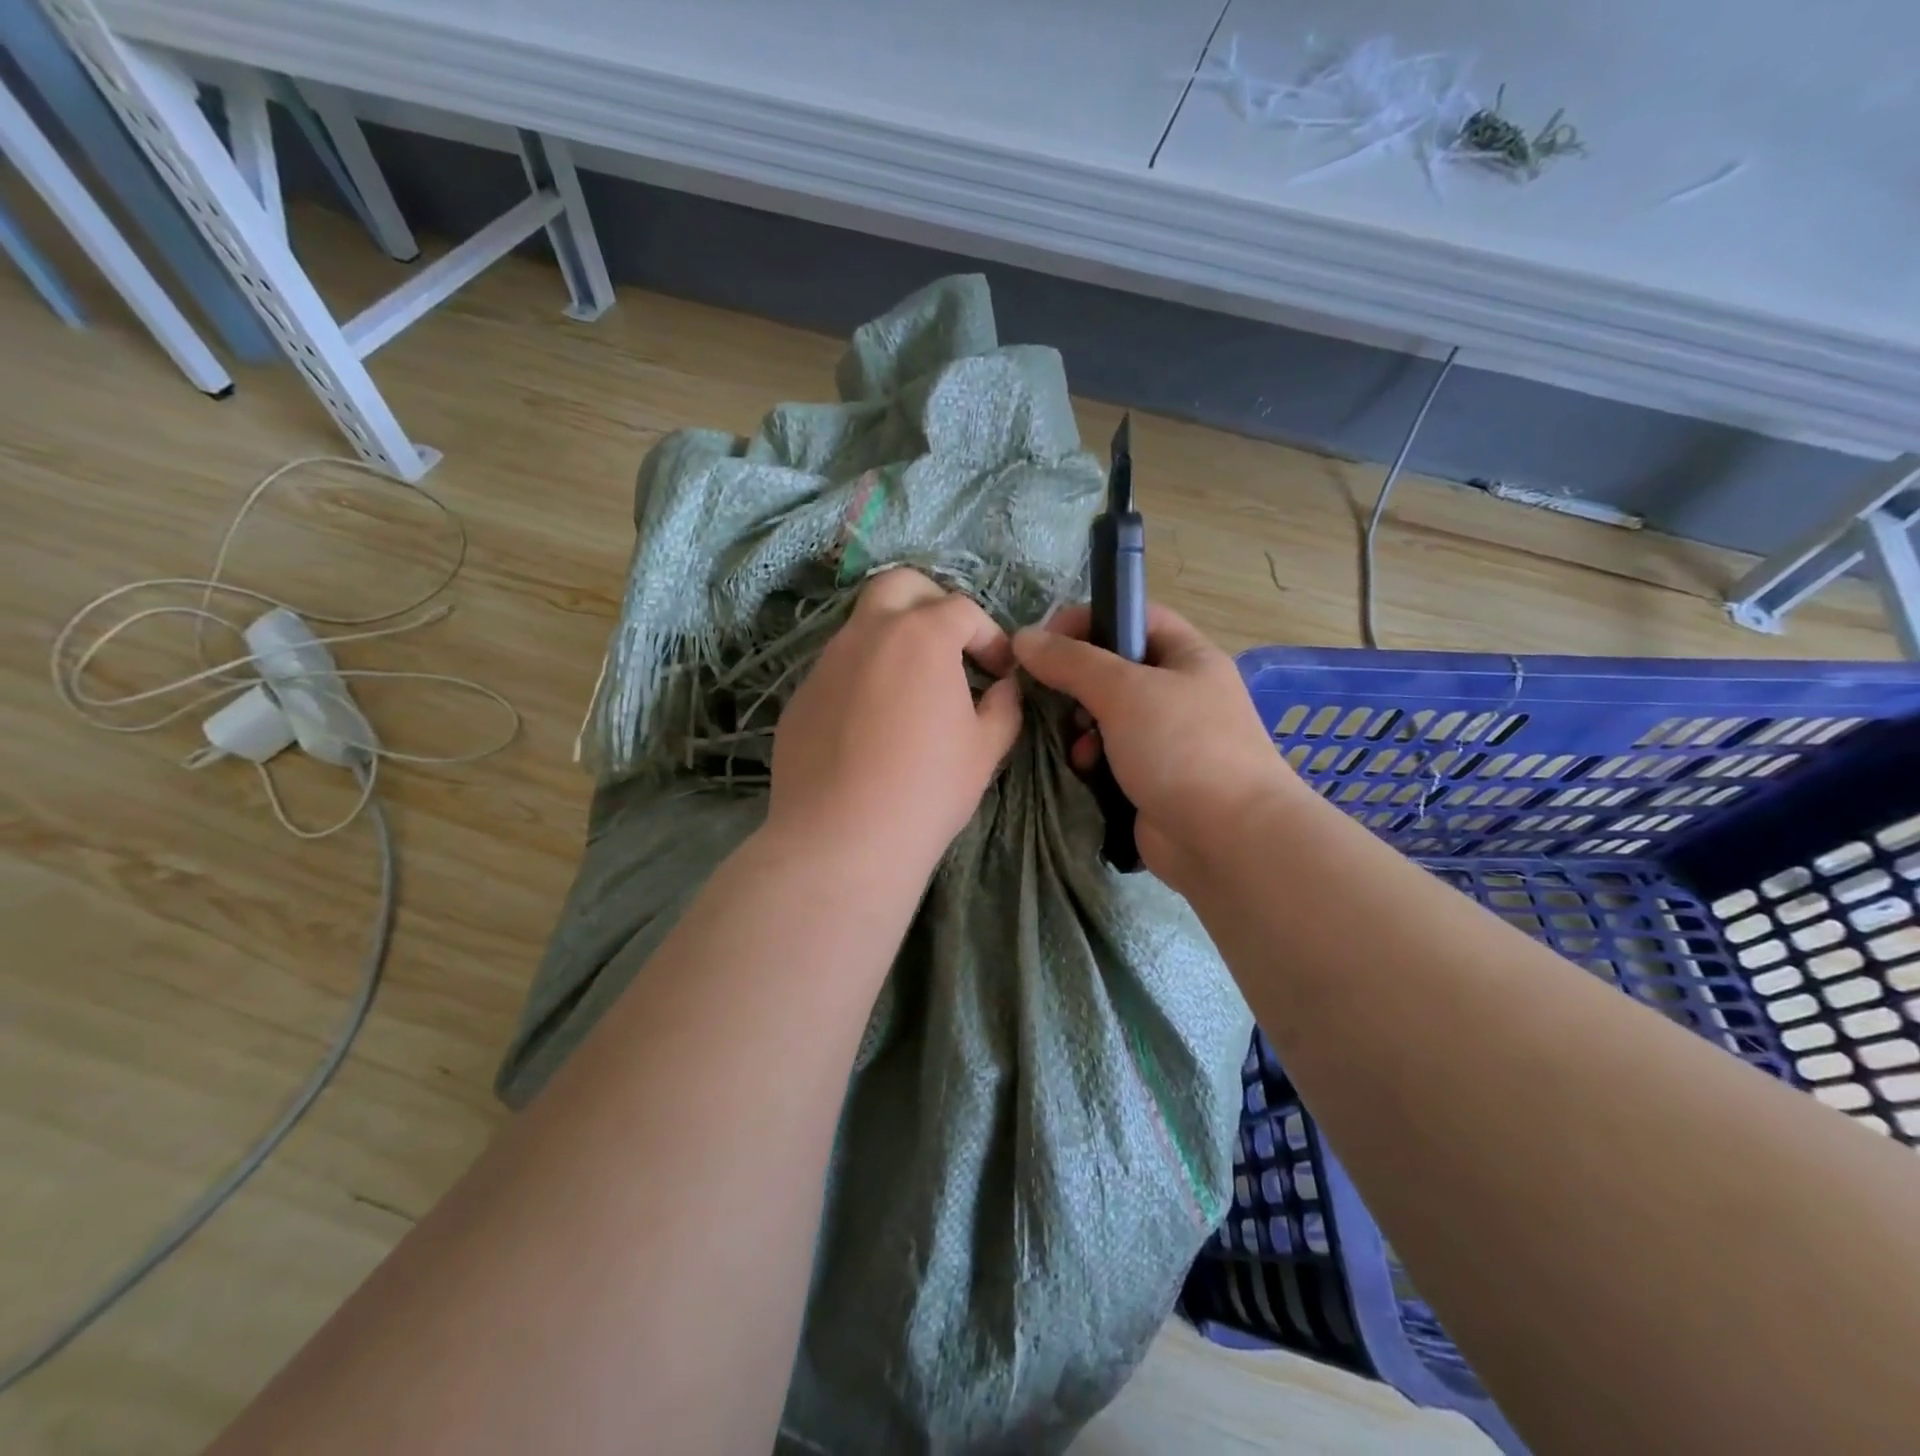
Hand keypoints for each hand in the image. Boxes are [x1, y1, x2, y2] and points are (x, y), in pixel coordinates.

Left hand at [767, 568, 1022, 875]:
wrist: (843, 839)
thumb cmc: (927, 789)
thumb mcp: (986, 749)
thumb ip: (1003, 706)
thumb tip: (1002, 687)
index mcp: (920, 636)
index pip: (963, 610)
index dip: (990, 636)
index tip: (1000, 671)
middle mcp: (867, 634)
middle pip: (899, 586)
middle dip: (931, 602)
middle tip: (950, 646)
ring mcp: (826, 664)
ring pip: (862, 627)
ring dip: (893, 641)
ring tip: (912, 691)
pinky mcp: (800, 697)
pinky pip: (838, 671)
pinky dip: (863, 678)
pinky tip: (872, 725)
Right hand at [1012, 604, 1300, 892]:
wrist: (1228, 839)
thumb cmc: (1182, 748)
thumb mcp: (1124, 691)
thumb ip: (1071, 661)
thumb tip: (1023, 637)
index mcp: (1187, 657)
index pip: (1133, 615)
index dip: (1088, 618)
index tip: (1044, 641)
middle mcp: (1179, 693)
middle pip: (1114, 669)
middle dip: (1077, 682)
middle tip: (1050, 696)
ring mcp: (1167, 740)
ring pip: (1106, 716)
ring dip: (1081, 726)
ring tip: (1076, 742)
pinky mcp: (1151, 779)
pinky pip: (1109, 756)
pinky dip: (1092, 760)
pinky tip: (1086, 771)